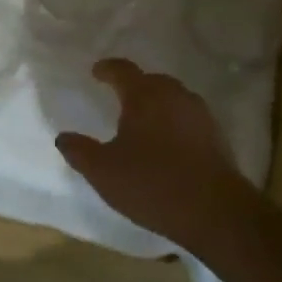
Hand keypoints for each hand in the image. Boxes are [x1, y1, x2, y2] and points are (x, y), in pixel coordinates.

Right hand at [54, 59, 258, 244]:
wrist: (216, 213)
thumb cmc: (152, 183)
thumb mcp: (103, 171)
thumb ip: (80, 151)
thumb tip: (63, 138)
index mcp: (144, 96)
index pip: (123, 70)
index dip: (107, 69)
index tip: (97, 72)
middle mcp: (175, 96)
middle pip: (152, 81)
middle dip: (135, 86)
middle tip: (119, 98)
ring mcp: (200, 116)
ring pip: (174, 100)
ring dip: (157, 105)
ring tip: (143, 121)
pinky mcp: (218, 139)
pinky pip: (189, 120)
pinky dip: (174, 124)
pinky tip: (167, 144)